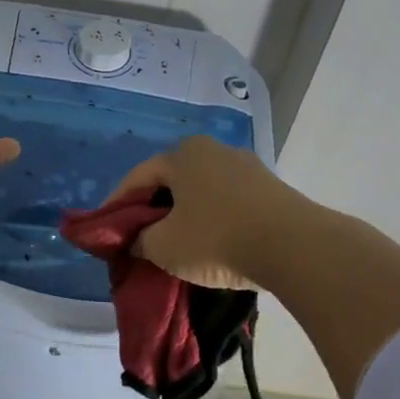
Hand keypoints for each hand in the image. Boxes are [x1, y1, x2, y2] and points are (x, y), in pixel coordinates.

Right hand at [105, 135, 297, 289]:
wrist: (295, 247)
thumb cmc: (216, 239)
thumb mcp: (163, 246)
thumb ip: (139, 240)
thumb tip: (136, 240)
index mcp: (182, 154)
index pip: (137, 178)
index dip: (116, 205)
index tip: (104, 229)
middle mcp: (214, 151)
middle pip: (170, 182)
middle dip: (151, 210)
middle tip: (137, 237)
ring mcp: (246, 167)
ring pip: (200, 192)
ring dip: (183, 215)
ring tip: (173, 243)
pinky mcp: (270, 189)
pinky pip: (227, 203)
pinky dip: (210, 220)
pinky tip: (208, 243)